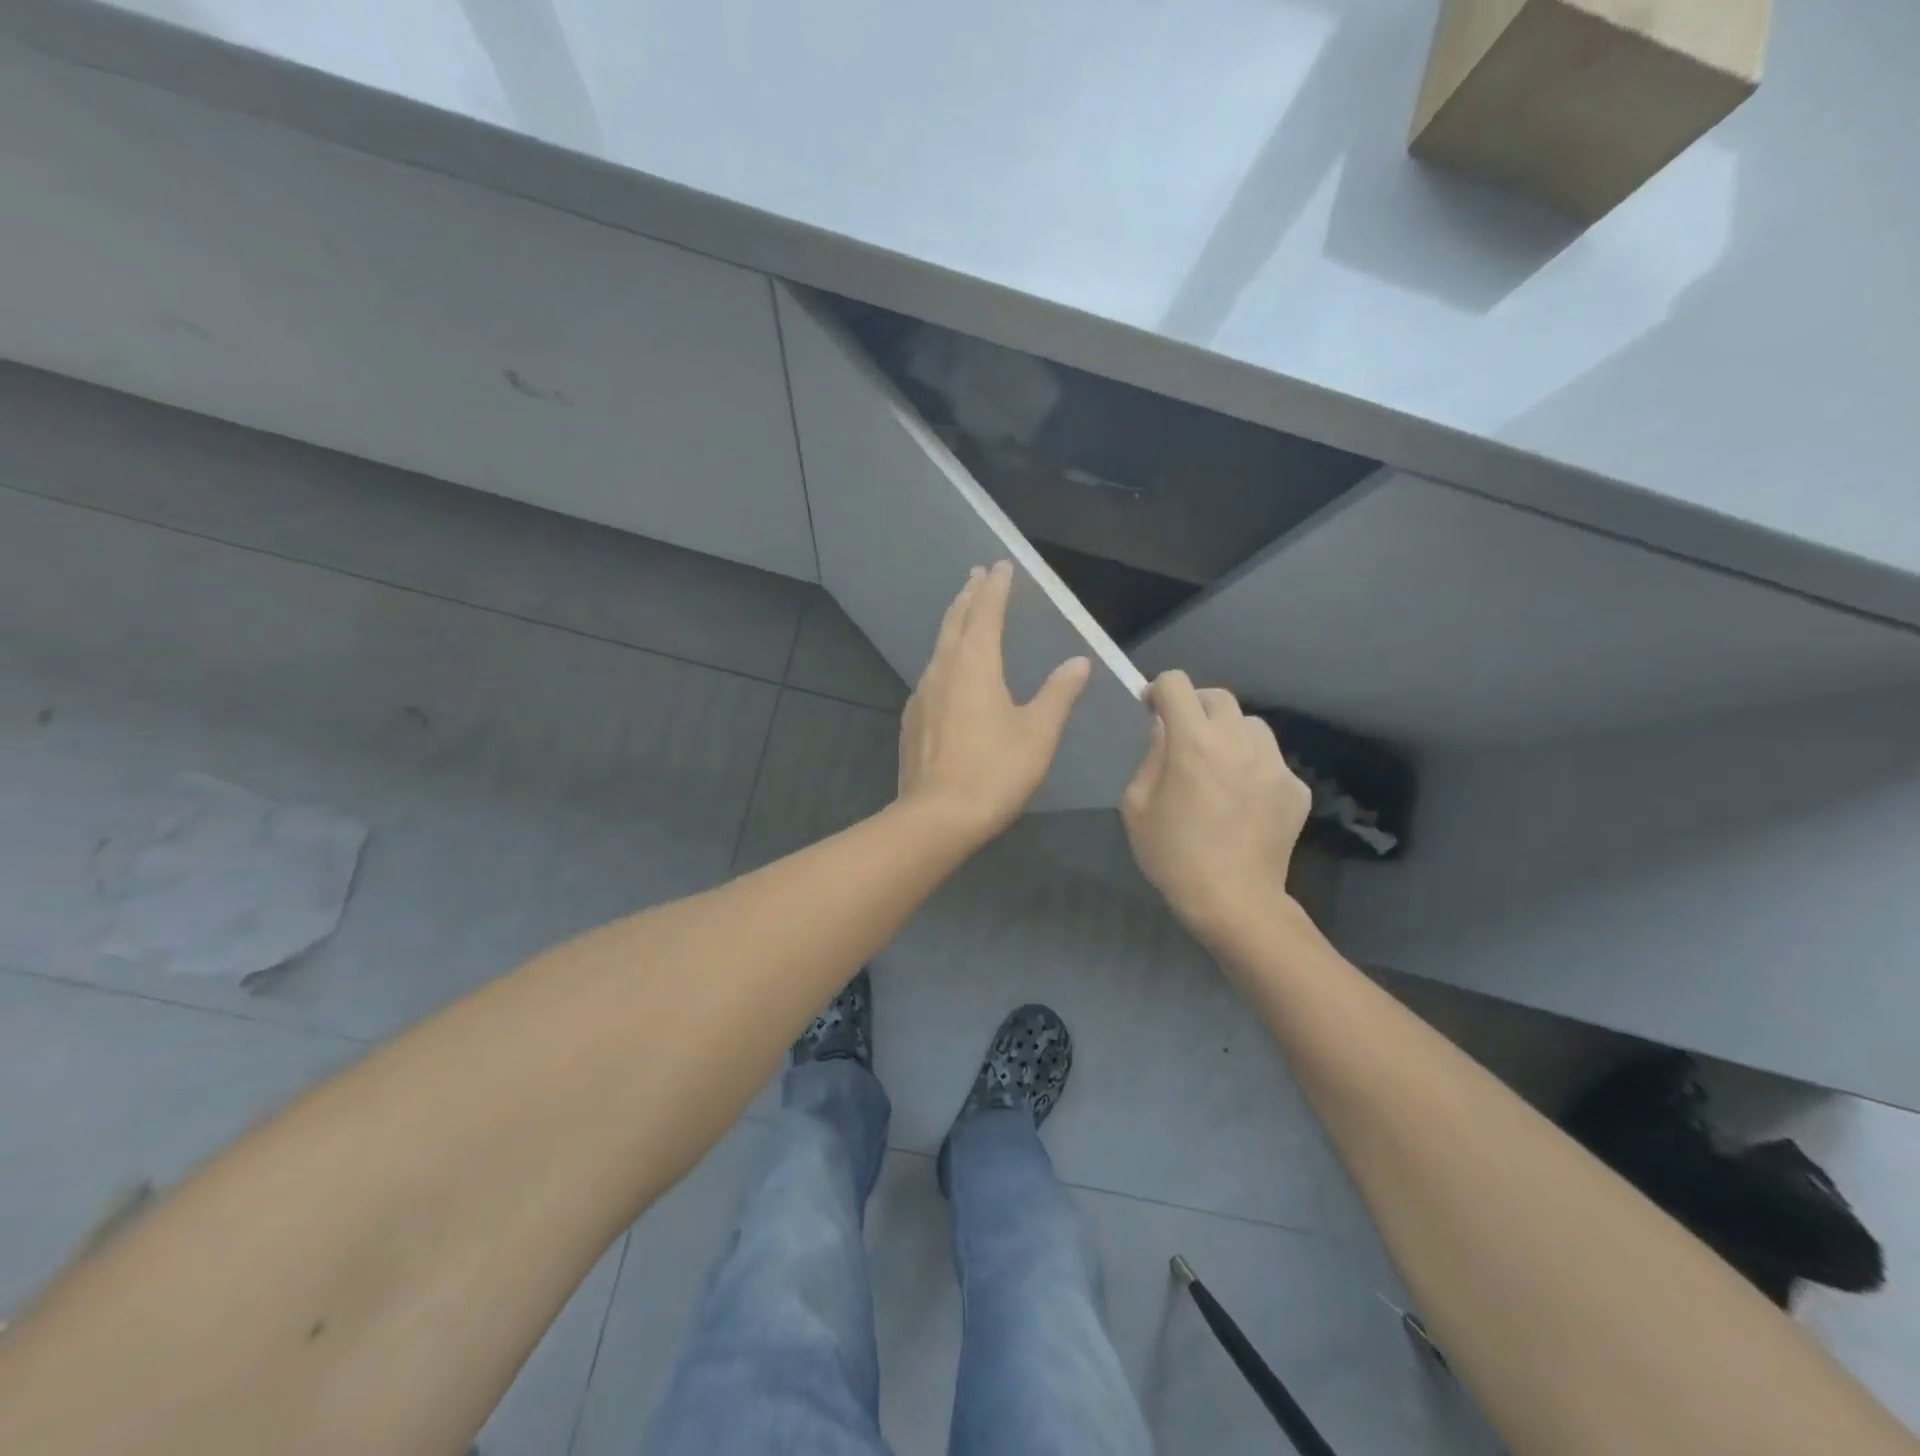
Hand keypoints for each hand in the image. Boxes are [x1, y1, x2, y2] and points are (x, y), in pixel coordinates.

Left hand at [897, 562, 1090, 842]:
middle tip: (977, 575)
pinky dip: (945, 657)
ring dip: (954, 624)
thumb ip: (1059, 694)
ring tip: (965, 613)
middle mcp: (944, 670)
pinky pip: (931, 674)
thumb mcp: (1038, 733)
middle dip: (969, 596)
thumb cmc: (995, 772)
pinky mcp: (914, 719)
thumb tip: (1078, 662)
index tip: (1001, 565)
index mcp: (975, 665)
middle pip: (956, 622)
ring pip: (940, 647)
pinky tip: (949, 672)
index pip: (986, 612)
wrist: (937, 817)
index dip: (995, 587)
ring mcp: (923, 694)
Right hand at [1121, 671, 1311, 942]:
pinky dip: (1253, 766)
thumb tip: (1164, 730)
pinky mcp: (1296, 787)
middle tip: (1184, 737)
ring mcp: (1273, 763)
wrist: (1233, 900)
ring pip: (1250, 724)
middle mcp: (1238, 740)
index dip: (1159, 690)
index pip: (1176, 684)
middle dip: (1195, 707)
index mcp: (1193, 741)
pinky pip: (1271, 760)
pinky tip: (1243, 800)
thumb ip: (1150, 757)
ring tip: (1219, 765)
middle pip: (1218, 697)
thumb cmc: (1173, 854)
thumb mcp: (1136, 805)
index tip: (1152, 709)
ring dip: (1229, 733)